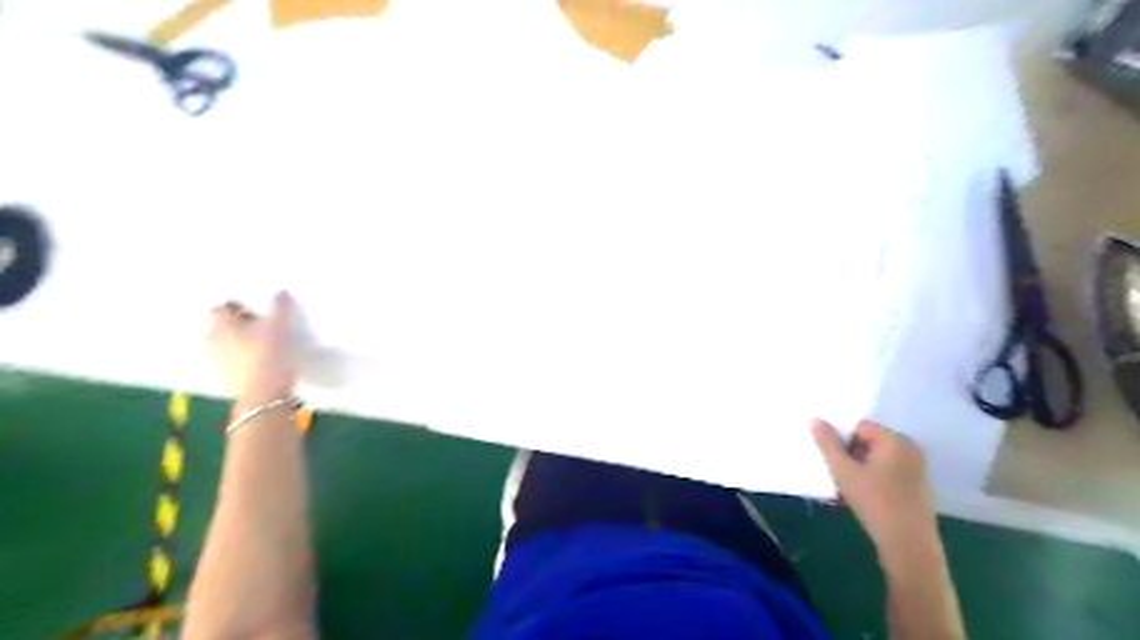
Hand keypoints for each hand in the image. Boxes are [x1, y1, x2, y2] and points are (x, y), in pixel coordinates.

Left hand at [208, 292, 297, 401]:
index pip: (221, 309)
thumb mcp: (280, 325)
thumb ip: (280, 307)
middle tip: (258, 324)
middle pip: (221, 326)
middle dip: (236, 324)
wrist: (265, 392)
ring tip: (259, 343)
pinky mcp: (226, 377)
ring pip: (225, 345)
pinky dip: (241, 357)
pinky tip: (258, 360)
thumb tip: (281, 292)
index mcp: (222, 325)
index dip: (237, 307)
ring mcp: (217, 361)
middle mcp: (213, 341)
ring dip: (237, 342)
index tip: (255, 309)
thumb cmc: (269, 352)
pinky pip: (231, 361)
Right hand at [815, 421, 939, 550]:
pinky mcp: (917, 487)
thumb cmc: (874, 502)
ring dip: (859, 466)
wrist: (909, 545)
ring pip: (877, 458)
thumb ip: (827, 443)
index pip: (860, 426)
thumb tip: (815, 419)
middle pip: (870, 441)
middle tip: (837, 472)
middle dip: (850, 453)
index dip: (841, 439)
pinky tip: (863, 495)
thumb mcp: (843, 471)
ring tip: (846, 485)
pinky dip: (873, 477)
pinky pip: (888, 471)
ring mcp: (917, 469)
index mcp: (895, 440)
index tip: (832, 458)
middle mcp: (910, 449)